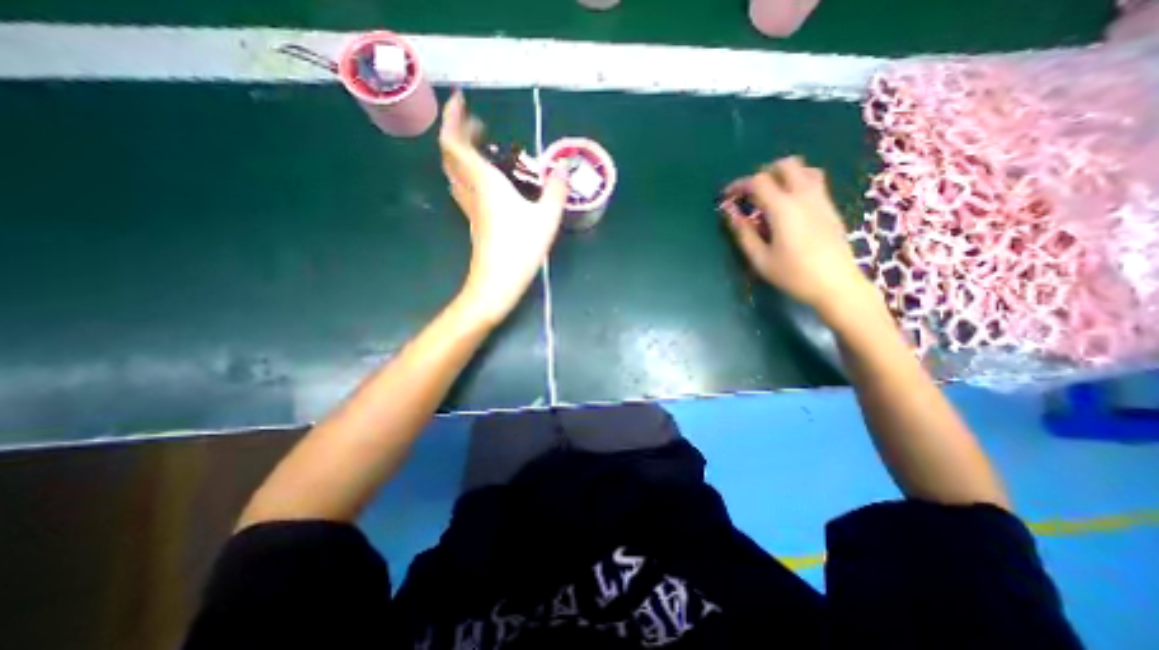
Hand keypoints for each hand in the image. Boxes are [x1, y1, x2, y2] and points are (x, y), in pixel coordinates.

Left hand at [441, 92, 568, 323]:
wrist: (496, 284)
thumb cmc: (520, 249)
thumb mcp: (546, 219)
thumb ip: (555, 190)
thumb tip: (563, 169)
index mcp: (485, 183)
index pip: (455, 143)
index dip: (453, 119)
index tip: (461, 101)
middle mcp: (472, 191)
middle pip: (452, 155)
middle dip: (460, 133)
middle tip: (479, 124)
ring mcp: (470, 209)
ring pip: (455, 173)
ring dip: (462, 153)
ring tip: (482, 147)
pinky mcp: (474, 222)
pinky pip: (464, 188)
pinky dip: (468, 173)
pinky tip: (485, 179)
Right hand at [722, 158, 872, 320]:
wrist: (836, 285)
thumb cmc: (793, 274)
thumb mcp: (760, 258)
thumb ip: (743, 233)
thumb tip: (730, 212)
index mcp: (783, 208)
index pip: (758, 181)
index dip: (739, 185)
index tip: (727, 197)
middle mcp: (804, 196)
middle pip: (785, 165)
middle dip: (763, 174)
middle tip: (750, 194)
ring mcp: (821, 199)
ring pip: (804, 169)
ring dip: (784, 175)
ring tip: (771, 196)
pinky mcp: (830, 207)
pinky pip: (815, 182)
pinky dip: (797, 183)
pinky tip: (789, 207)